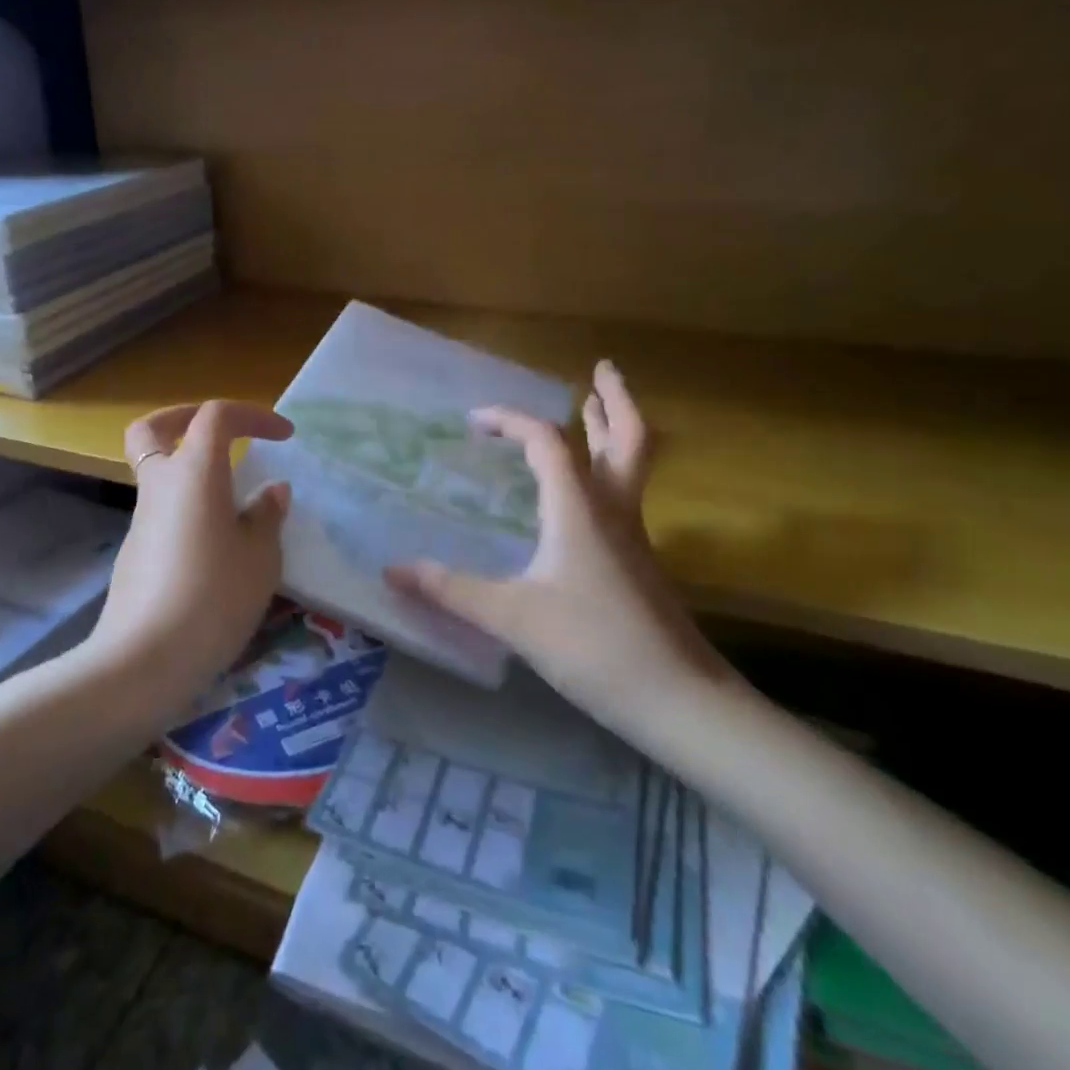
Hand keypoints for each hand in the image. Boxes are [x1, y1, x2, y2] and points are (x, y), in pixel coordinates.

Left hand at [87, 401, 294, 709]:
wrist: (144, 661)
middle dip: (184, 418)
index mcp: (195, 473)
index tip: (285, 436)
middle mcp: (160, 486)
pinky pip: (163, 513)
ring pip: (157, 474)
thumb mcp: (260, 557)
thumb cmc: (214, 597)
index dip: (253, 415)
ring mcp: (141, 520)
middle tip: (221, 432)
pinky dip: (188, 511)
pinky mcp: (135, 553)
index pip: (216, 416)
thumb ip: (267, 515)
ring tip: (237, 507)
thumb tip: (270, 491)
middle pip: (153, 430)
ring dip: (191, 473)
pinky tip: (217, 551)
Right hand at [385, 362, 738, 737]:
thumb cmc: (592, 645)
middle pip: (627, 437)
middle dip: (613, 399)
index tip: (475, 420)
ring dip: (614, 430)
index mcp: (578, 507)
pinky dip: (607, 472)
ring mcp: (633, 535)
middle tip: (602, 369)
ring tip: (598, 407)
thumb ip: (451, 590)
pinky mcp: (640, 562)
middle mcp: (612, 509)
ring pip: (632, 465)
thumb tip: (392, 569)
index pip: (546, 440)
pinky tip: (585, 497)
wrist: (677, 699)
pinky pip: (624, 497)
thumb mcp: (512, 617)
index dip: (510, 419)